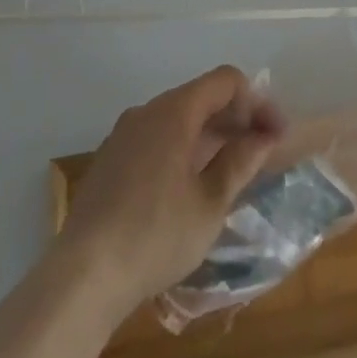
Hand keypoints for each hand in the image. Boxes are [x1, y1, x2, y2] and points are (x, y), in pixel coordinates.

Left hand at [55, 66, 283, 320]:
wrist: (82, 276)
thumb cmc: (155, 236)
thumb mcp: (210, 203)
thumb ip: (240, 162)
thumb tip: (263, 136)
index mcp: (174, 112)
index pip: (226, 81)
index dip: (256, 102)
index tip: (275, 135)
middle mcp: (147, 111)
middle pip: (202, 96)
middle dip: (236, 118)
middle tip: (261, 153)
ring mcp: (123, 134)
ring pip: (178, 118)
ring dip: (210, 135)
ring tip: (231, 171)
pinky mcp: (110, 159)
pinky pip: (156, 137)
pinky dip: (183, 147)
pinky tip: (191, 185)